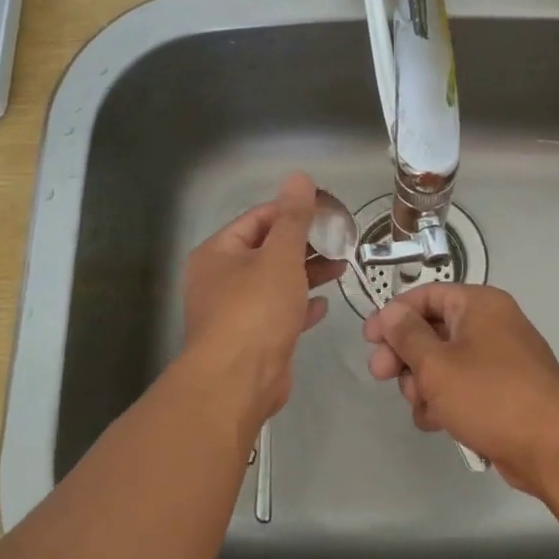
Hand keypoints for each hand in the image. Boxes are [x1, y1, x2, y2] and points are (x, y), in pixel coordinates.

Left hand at [182, 172, 344, 428]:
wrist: (238, 381)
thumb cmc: (256, 310)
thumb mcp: (280, 256)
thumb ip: (293, 218)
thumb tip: (299, 177)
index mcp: (218, 253)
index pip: (259, 218)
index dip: (293, 210)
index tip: (329, 211)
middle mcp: (220, 279)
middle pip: (267, 251)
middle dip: (304, 244)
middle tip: (340, 239)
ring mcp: (234, 312)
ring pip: (275, 283)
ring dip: (306, 274)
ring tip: (341, 267)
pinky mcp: (252, 339)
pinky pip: (278, 314)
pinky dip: (300, 306)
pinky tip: (324, 304)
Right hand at [363, 283, 558, 494]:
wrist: (551, 447)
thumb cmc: (489, 395)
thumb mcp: (436, 364)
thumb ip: (407, 335)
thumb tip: (391, 312)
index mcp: (480, 305)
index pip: (427, 295)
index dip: (393, 315)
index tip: (369, 340)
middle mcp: (493, 324)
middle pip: (433, 330)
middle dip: (405, 356)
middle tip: (382, 376)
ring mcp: (501, 359)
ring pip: (445, 363)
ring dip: (424, 384)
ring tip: (423, 407)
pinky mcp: (505, 392)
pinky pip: (464, 387)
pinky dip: (446, 401)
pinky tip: (438, 423)